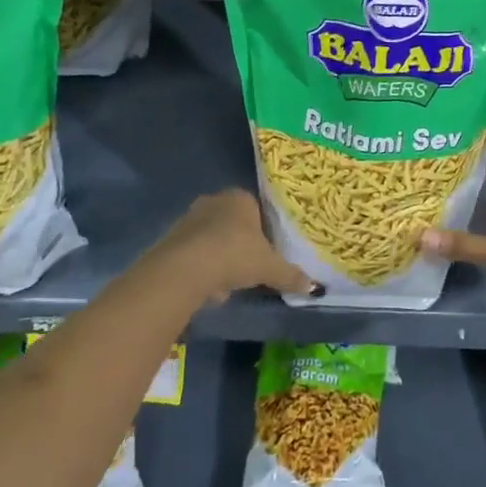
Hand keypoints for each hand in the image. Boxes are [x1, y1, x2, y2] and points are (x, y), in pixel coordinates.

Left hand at [140, 189, 316, 304]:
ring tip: (228, 282)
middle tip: (249, 266)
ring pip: (212, 237)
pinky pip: (194, 251)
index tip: (267, 251)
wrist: (184, 268)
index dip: (263, 230)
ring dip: (220, 256)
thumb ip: (291, 275)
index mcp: (240, 198)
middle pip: (233, 222)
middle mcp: (214, 200)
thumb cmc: (235, 255)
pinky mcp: (171, 237)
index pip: (257, 209)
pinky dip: (202, 267)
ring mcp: (189, 217)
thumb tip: (314, 288)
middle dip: (240, 243)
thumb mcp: (270, 268)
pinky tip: (207, 287)